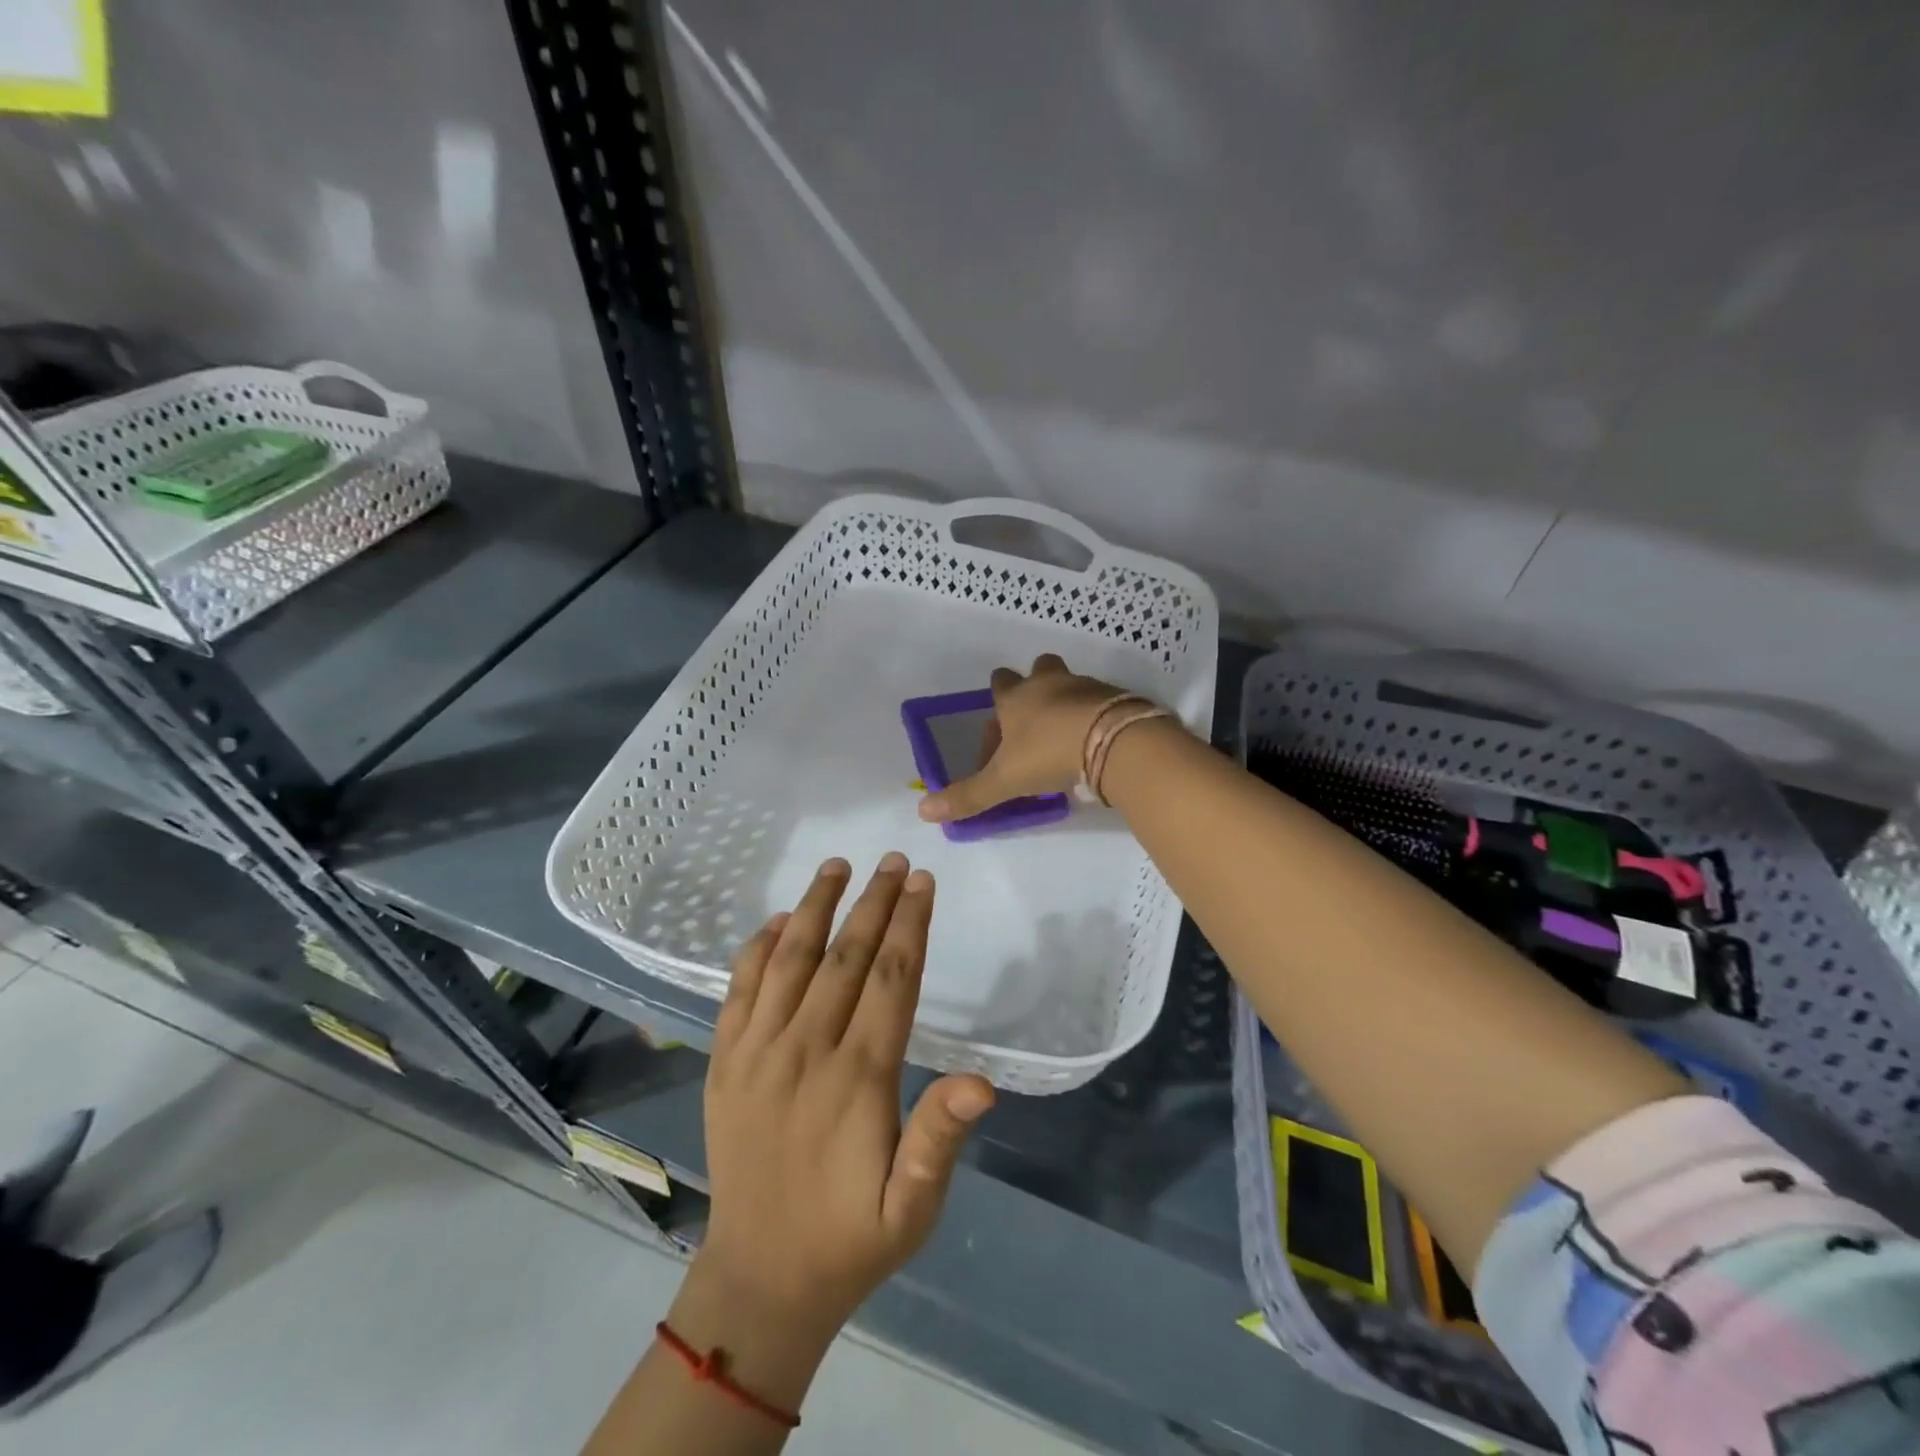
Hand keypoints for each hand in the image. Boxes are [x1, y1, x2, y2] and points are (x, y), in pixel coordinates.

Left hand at [697, 854, 994, 1333]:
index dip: (910, 925)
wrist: (758, 1280)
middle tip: (894, 860)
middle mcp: (804, 1051)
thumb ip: (940, 1138)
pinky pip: (739, 990)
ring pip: (789, 960)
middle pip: (844, 957)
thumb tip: (982, 1082)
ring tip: (837, 866)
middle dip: (874, 902)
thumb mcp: (912, 1207)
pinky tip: (778, 921)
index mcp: (856, 1079)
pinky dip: (758, 948)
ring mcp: (756, 1053)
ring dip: (815, 907)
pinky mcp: (724, 1062)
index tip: (923, 882)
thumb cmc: (849, 1238)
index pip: (890, 980)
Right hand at [917, 654, 1128, 822]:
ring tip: (1067, 738)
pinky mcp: (1117, 696)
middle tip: (1036, 721)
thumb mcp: (1004, 780)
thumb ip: (967, 796)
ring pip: (1071, 684)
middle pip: (1039, 669)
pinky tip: (1095, 743)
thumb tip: (923, 811)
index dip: (997, 704)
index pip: (999, 684)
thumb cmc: (1048, 754)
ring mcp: (1085, 685)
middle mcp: (1049, 683)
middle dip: (1035, 687)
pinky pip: (1101, 701)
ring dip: (1066, 703)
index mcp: (1016, 697)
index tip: (1001, 736)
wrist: (1113, 742)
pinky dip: (1095, 716)